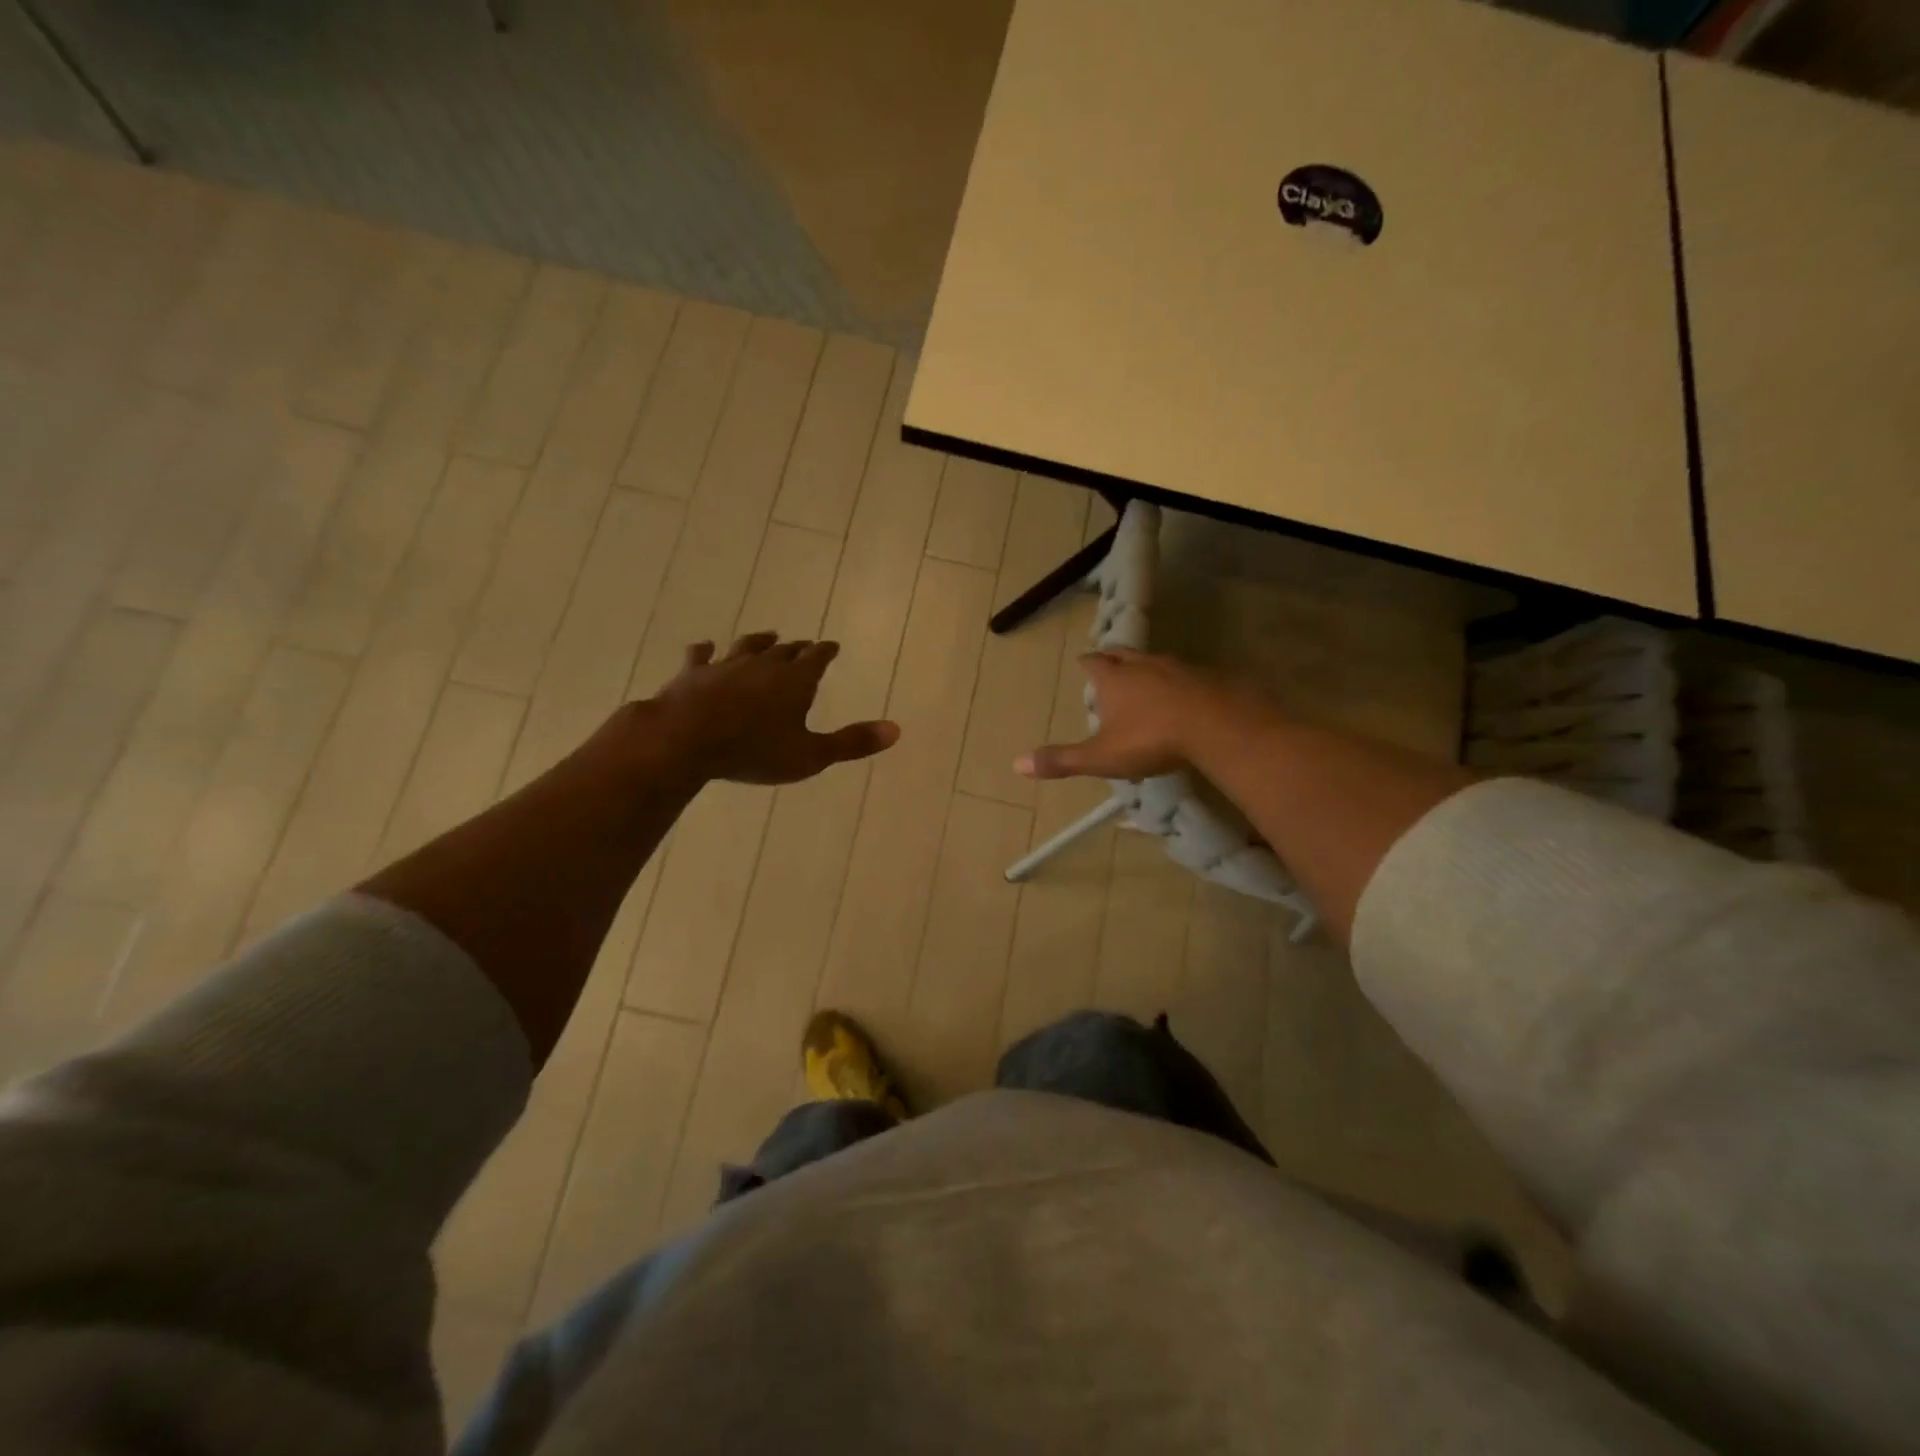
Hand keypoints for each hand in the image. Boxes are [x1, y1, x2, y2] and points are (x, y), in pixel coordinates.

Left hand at [653, 633, 899, 784]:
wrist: (686, 739)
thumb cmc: (755, 750)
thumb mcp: (811, 755)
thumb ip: (851, 742)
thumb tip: (896, 730)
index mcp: (795, 681)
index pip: (817, 658)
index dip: (826, 651)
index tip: (832, 645)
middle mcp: (763, 665)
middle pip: (784, 650)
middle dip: (797, 648)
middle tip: (805, 644)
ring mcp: (725, 666)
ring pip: (747, 647)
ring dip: (759, 641)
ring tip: (768, 635)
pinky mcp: (693, 674)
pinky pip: (700, 656)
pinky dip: (705, 651)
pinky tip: (705, 647)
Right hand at [1015, 648, 1219, 780]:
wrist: (1215, 724)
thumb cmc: (1151, 739)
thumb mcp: (1101, 756)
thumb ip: (1062, 760)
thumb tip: (1017, 764)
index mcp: (1113, 680)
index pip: (1093, 664)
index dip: (1086, 664)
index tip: (1082, 662)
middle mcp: (1142, 666)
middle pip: (1122, 654)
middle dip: (1112, 657)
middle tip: (1107, 660)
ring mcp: (1177, 668)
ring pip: (1154, 661)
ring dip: (1145, 667)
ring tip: (1142, 676)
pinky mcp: (1206, 677)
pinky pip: (1184, 674)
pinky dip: (1176, 680)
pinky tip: (1181, 693)